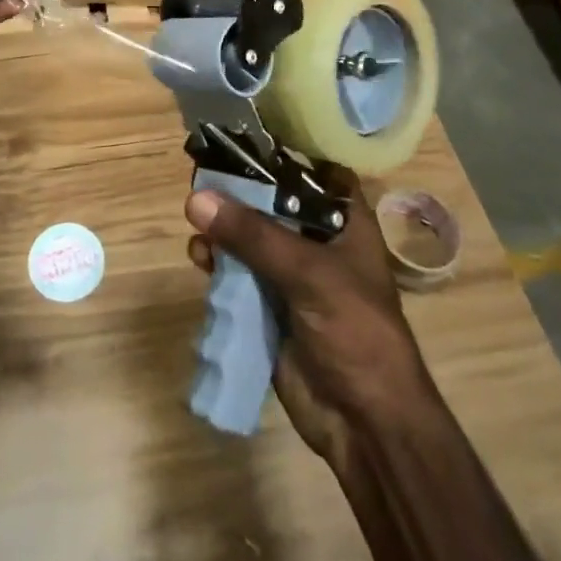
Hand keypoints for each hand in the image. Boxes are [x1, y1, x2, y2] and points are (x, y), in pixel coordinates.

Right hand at [186, 171, 433, 467]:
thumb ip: (252, 235)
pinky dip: (218, 263)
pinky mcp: (271, 307)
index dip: (283, 151)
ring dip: (223, 228)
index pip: (314, 170)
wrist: (365, 424)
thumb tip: (196, 198)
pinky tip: (200, 257)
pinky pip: (239, 274)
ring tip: (195, 222)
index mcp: (345, 222)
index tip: (242, 135)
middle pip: (273, 202)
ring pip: (250, 238)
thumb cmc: (355, 331)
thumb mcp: (308, 272)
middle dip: (238, 191)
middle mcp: (318, 241)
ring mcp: (293, 275)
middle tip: (201, 174)